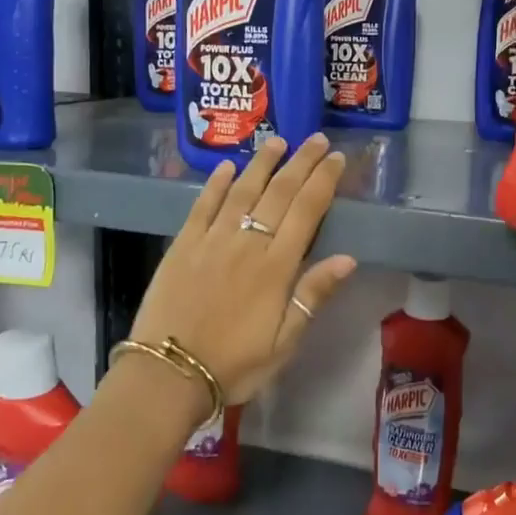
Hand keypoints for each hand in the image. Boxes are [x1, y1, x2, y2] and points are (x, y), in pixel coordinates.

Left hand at [128, 134, 356, 406]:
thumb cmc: (234, 364)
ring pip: (242, 191)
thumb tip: (348, 258)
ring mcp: (211, 241)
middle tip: (316, 138)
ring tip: (278, 141)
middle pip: (279, 193)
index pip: (306, 211)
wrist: (167, 375)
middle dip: (300, 162)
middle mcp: (246, 244)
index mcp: (276, 267)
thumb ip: (312, 296)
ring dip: (262, 163)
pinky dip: (216, 184)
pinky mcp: (183, 245)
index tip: (336, 158)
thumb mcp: (283, 343)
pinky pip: (202, 205)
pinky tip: (227, 167)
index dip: (323, 181)